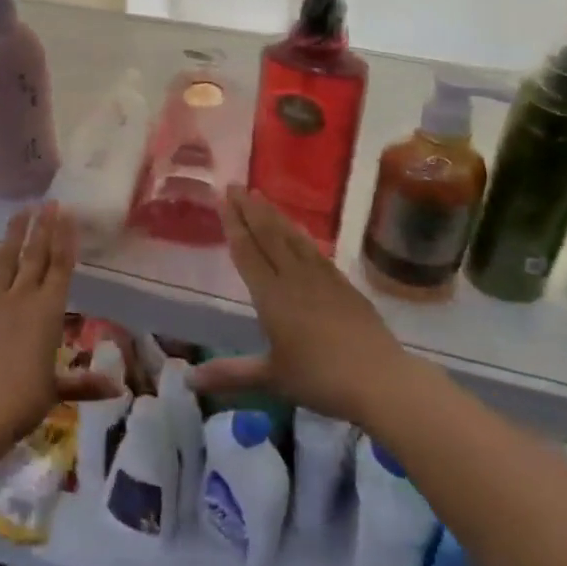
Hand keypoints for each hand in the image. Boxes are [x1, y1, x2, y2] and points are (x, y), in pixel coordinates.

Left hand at [0, 203, 109, 459]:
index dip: (65, 238)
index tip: (67, 213)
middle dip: (42, 226)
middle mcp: (21, 298)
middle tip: (48, 202)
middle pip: (34, 255)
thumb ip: (83, 383)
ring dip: (13, 233)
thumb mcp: (55, 391)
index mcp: (48, 312)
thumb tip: (118, 389)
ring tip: (20, 211)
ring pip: (4, 258)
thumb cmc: (21, 402)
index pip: (60, 266)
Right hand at [190, 187, 406, 425]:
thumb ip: (230, 374)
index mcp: (271, 296)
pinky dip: (301, 233)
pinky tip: (297, 228)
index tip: (222, 198)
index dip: (233, 223)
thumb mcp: (271, 378)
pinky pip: (315, 250)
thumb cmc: (320, 379)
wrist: (380, 379)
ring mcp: (321, 278)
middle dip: (249, 209)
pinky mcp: (343, 284)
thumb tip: (186, 381)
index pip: (247, 251)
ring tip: (260, 195)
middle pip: (268, 235)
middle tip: (235, 185)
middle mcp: (293, 278)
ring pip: (291, 237)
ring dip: (273, 215)